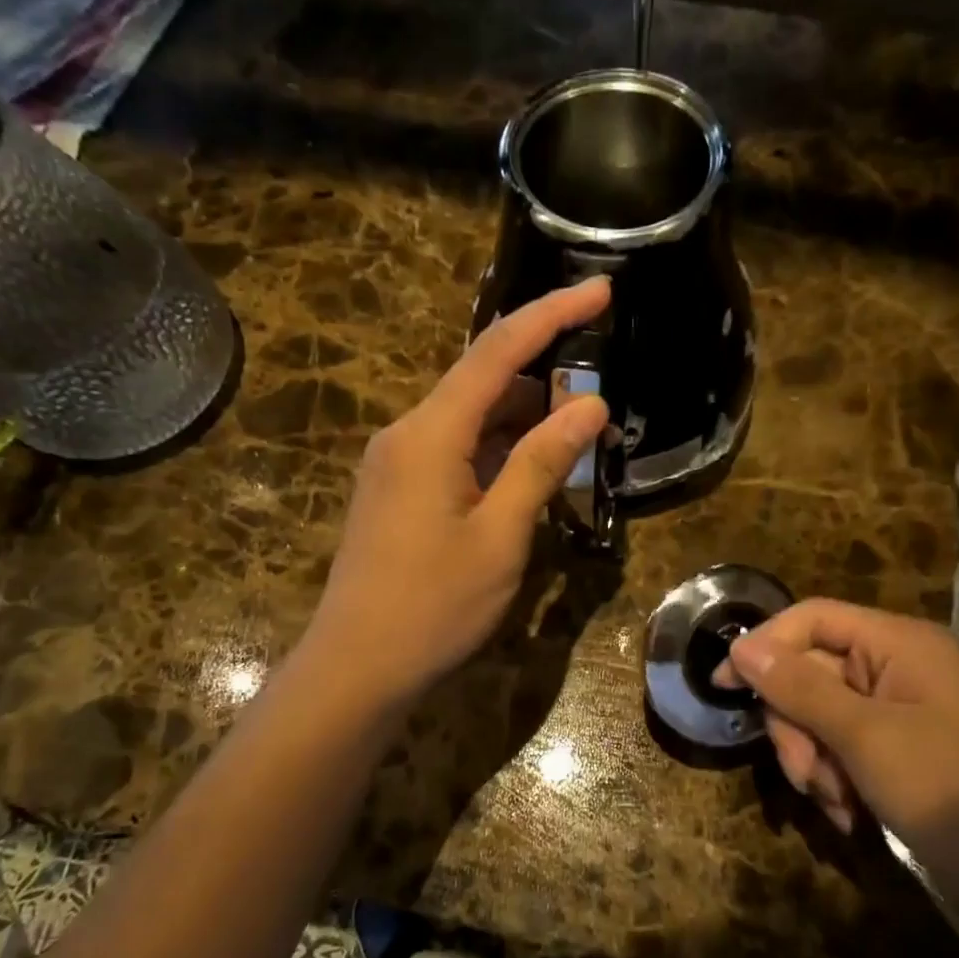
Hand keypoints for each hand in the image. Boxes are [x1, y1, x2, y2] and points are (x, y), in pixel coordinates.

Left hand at [303, 278, 611, 706]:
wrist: (357, 667)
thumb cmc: (434, 606)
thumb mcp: (501, 535)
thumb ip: (542, 462)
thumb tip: (590, 406)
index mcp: (429, 433)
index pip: (497, 352)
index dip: (551, 315)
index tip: (600, 290)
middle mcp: (407, 434)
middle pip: (482, 381)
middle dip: (544, 377)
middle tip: (601, 395)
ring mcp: (397, 465)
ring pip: (471, 420)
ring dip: (524, 420)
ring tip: (578, 435)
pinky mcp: (398, 493)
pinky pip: (456, 452)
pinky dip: (498, 452)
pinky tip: (532, 472)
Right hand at [722, 600, 958, 838]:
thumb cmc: (949, 790)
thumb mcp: (864, 736)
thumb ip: (799, 687)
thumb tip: (742, 648)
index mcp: (898, 643)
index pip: (812, 618)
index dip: (764, 646)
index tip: (724, 687)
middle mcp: (897, 666)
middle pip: (811, 671)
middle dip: (798, 725)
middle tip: (806, 773)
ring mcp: (900, 710)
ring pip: (821, 716)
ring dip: (815, 760)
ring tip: (835, 803)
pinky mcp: (901, 750)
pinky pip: (844, 747)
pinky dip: (836, 778)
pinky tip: (849, 814)